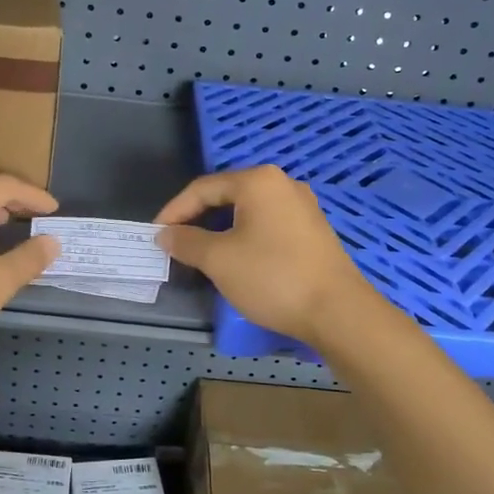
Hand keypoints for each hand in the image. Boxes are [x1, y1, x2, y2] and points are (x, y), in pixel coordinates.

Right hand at [155, 166, 373, 345]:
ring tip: (201, 254)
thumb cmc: (272, 277)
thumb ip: (187, 241)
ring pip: (247, 211)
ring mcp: (302, 206)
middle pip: (226, 195)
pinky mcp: (312, 230)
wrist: (337, 311)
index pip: (203, 188)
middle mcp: (282, 184)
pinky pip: (267, 224)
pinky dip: (244, 236)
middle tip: (176, 244)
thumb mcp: (219, 260)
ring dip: (220, 230)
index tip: (155, 235)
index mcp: (258, 181)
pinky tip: (236, 259)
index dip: (174, 210)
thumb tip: (165, 234)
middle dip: (197, 219)